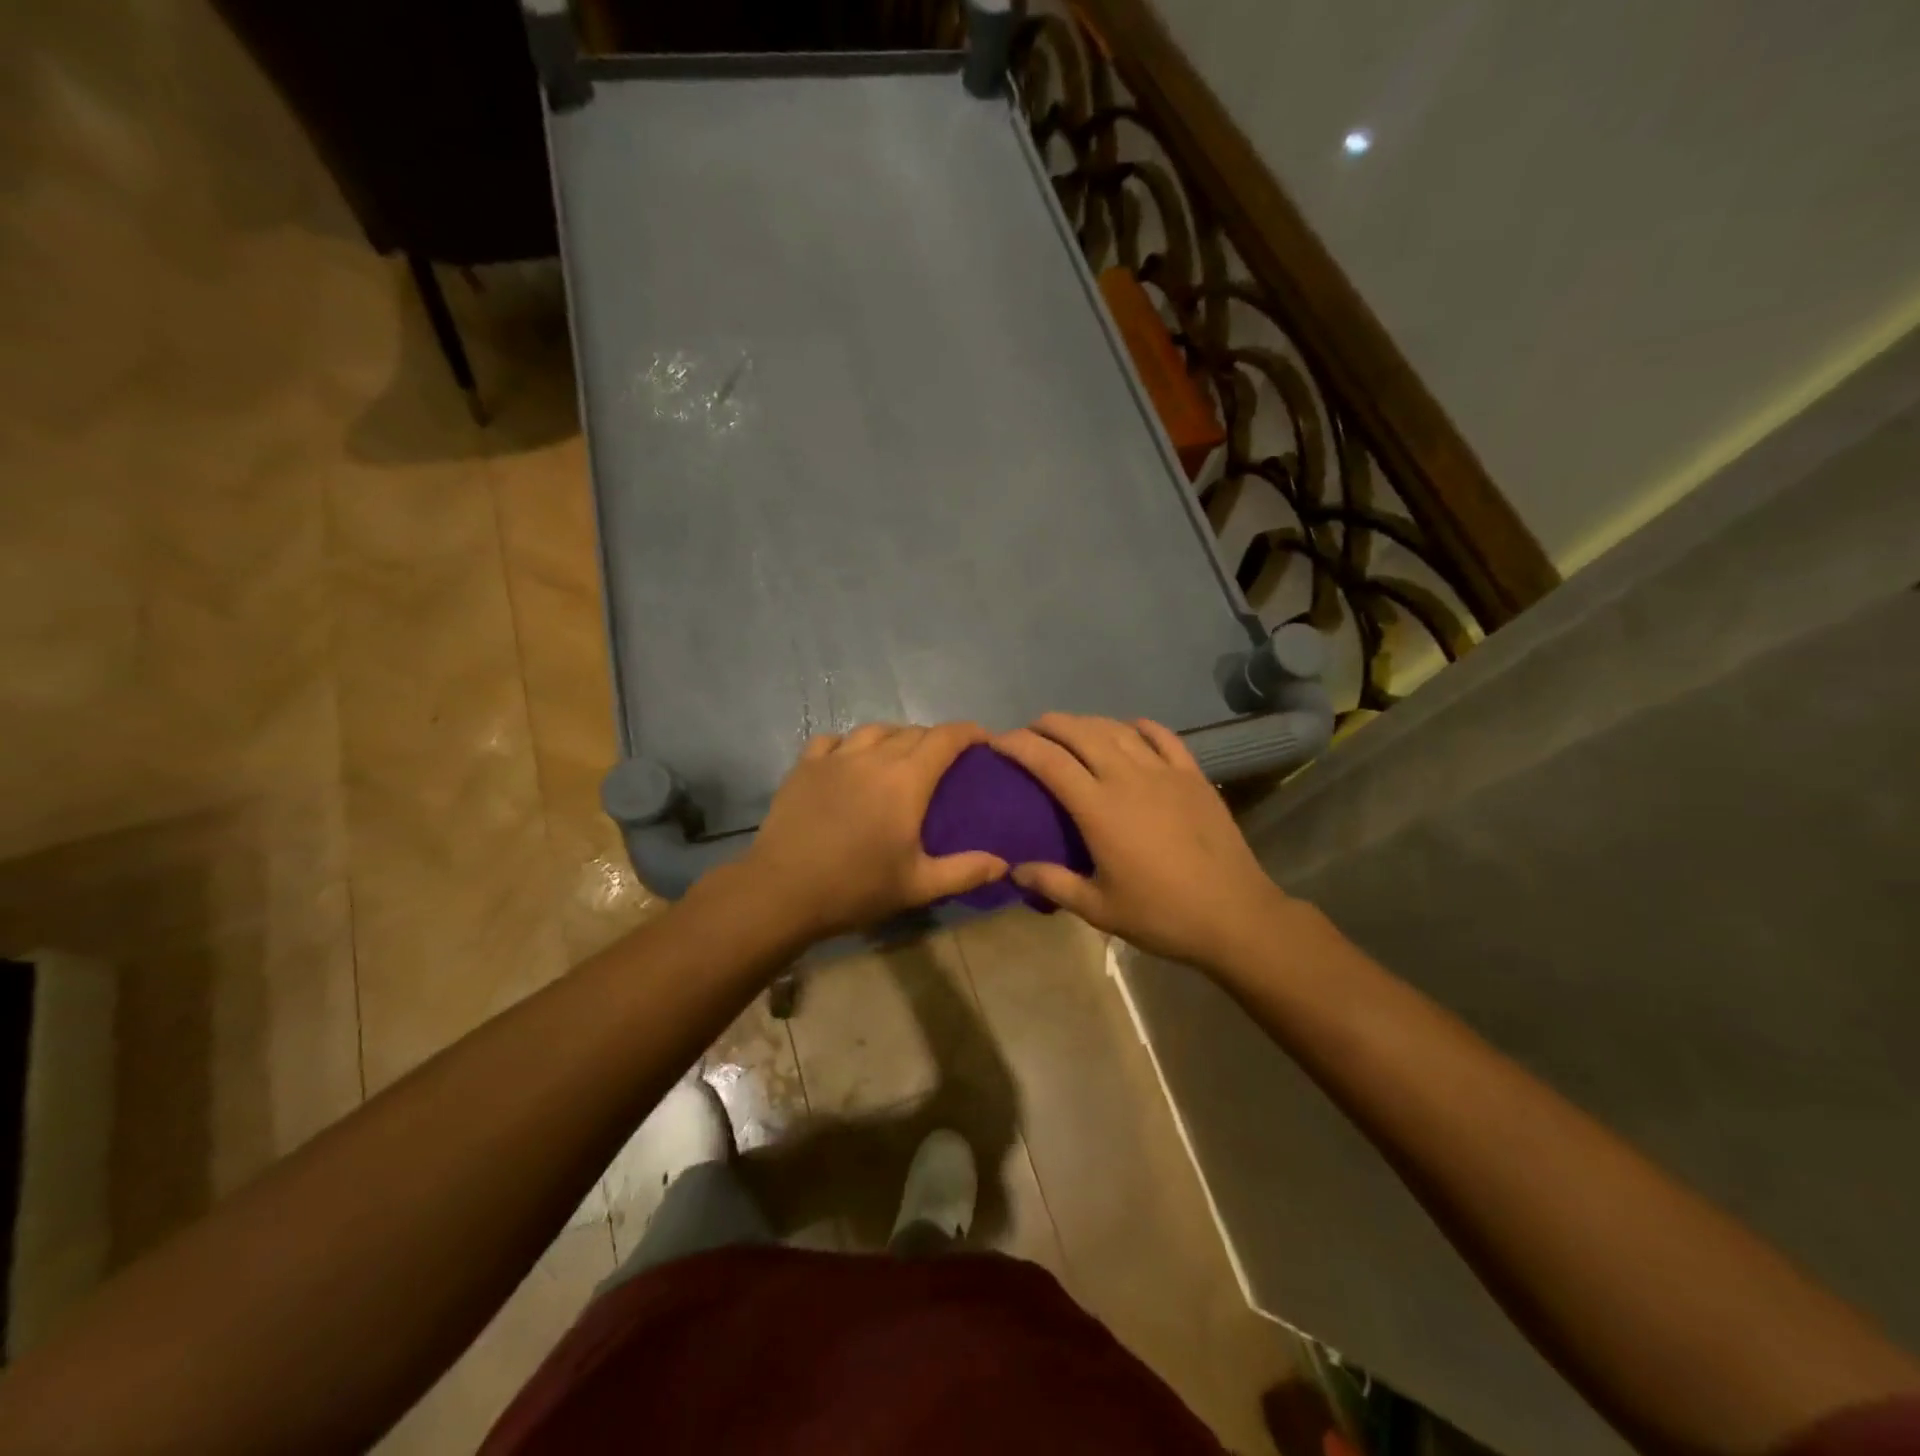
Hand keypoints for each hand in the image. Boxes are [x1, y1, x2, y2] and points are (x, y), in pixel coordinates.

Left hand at [739, 722, 1008, 941]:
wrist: (782, 891)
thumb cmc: (855, 888)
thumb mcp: (918, 886)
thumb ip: (965, 872)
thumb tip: (1004, 864)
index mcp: (906, 780)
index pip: (945, 738)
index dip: (969, 732)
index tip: (983, 739)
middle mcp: (873, 758)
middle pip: (913, 732)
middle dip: (935, 739)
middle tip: (944, 761)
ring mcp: (835, 758)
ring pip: (874, 730)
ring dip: (895, 737)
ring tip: (899, 756)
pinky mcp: (804, 766)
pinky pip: (833, 740)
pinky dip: (850, 744)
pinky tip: (849, 760)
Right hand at [992, 714, 1294, 973]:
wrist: (1234, 915)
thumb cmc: (1161, 914)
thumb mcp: (1098, 908)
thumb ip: (1053, 883)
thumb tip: (1014, 870)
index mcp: (1099, 808)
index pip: (1049, 761)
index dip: (1018, 745)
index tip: (997, 741)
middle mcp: (1127, 777)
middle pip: (1080, 733)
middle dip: (1049, 724)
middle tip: (1030, 730)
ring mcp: (1164, 772)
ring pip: (1117, 729)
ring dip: (1087, 722)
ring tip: (1070, 728)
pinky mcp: (1193, 775)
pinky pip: (1162, 736)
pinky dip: (1139, 726)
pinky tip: (1129, 727)